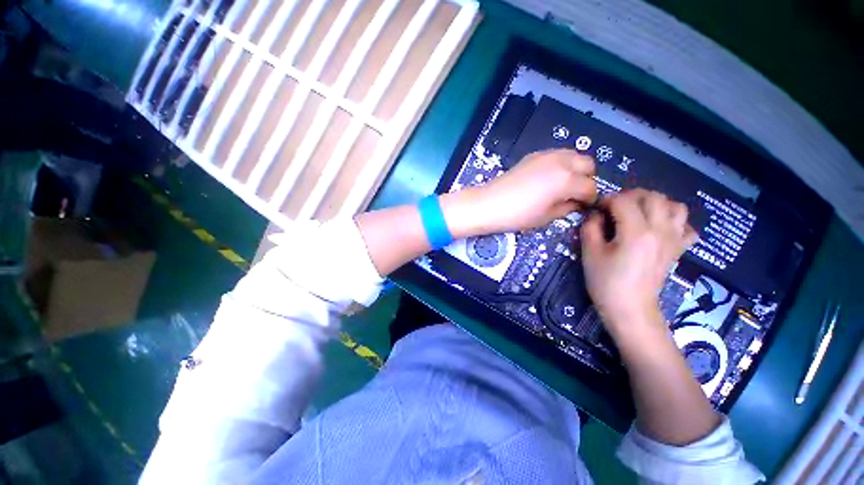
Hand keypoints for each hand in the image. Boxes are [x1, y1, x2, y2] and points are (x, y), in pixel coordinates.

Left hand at [441, 149, 596, 237]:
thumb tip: (577, 203)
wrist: (488, 204)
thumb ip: (567, 208)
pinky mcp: (533, 155)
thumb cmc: (517, 215)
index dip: (590, 199)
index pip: (590, 187)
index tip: (584, 207)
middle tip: (575, 194)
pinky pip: (556, 155)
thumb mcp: (546, 217)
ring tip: (563, 185)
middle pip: (588, 164)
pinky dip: (560, 164)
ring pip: (573, 155)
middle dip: (586, 179)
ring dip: (574, 169)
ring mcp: (546, 155)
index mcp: (566, 180)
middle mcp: (560, 162)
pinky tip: (548, 179)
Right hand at [580, 189, 696, 337]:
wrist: (630, 308)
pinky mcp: (678, 250)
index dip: (606, 200)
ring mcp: (673, 240)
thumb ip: (590, 227)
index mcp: (636, 231)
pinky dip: (675, 222)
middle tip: (615, 207)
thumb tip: (594, 213)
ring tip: (639, 213)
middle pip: (652, 197)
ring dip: (656, 204)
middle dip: (631, 196)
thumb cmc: (606, 282)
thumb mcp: (589, 253)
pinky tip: (660, 229)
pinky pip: (687, 227)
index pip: (623, 200)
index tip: (596, 209)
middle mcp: (660, 230)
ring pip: (675, 206)